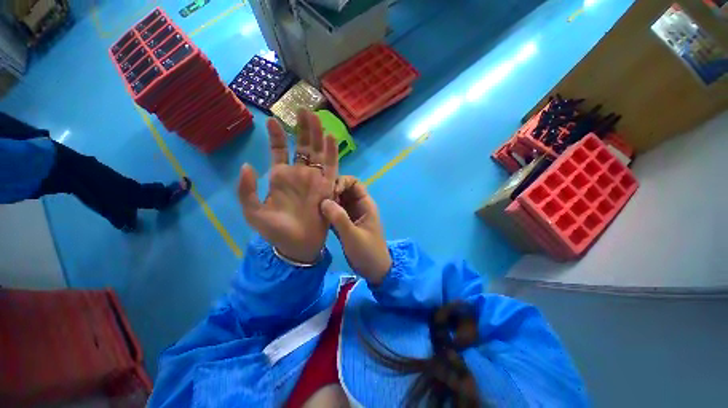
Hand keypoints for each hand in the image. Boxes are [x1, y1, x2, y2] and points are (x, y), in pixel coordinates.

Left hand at [238, 110, 338, 262]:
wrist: (297, 245)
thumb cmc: (276, 231)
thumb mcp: (253, 212)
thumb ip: (247, 189)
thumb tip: (247, 165)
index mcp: (280, 177)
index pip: (279, 150)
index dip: (275, 135)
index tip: (270, 119)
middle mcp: (299, 174)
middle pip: (301, 145)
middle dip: (301, 128)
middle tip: (302, 109)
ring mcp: (314, 178)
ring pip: (317, 151)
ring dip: (316, 134)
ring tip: (314, 116)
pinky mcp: (328, 186)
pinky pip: (331, 166)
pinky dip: (332, 152)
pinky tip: (330, 137)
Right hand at [321, 176, 391, 283]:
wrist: (374, 270)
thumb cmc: (367, 252)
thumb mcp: (353, 235)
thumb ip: (339, 218)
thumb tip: (324, 201)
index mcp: (365, 204)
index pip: (354, 183)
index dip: (342, 182)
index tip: (331, 192)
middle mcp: (358, 206)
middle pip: (344, 190)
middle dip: (332, 191)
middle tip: (318, 199)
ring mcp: (351, 215)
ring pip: (338, 200)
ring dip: (327, 201)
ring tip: (314, 206)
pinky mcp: (345, 224)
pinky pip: (334, 212)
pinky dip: (326, 211)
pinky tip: (316, 215)